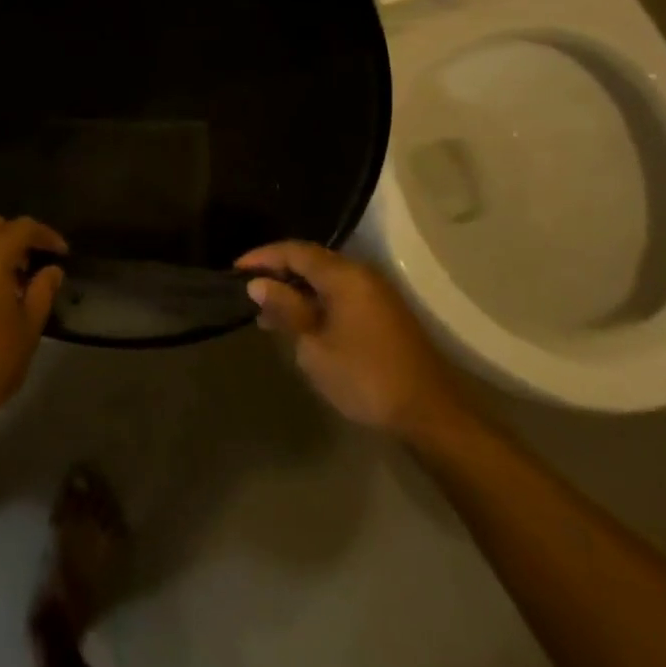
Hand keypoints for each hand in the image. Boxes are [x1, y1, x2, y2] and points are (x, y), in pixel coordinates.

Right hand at [238, 241, 469, 442]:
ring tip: (268, 315)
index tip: (235, 271)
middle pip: (311, 260)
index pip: (295, 251)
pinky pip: (340, 295)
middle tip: (249, 292)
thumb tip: (259, 284)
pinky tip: (299, 326)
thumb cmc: (365, 377)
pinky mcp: (383, 315)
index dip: (262, 257)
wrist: (430, 415)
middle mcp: (362, 275)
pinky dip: (315, 303)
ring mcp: (376, 295)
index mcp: (344, 276)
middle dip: (278, 273)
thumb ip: (286, 309)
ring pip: (326, 280)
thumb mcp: (315, 346)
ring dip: (296, 291)